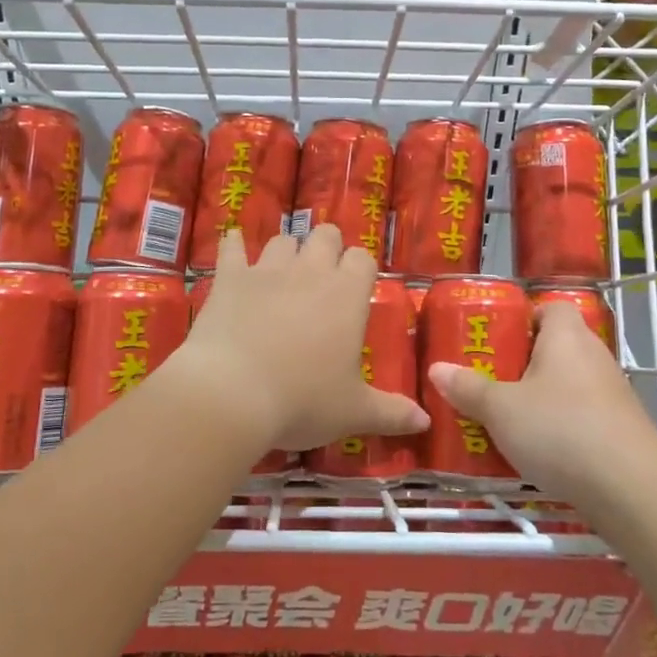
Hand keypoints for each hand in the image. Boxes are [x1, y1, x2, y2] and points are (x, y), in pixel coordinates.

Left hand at [179, 224, 429, 452]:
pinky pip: (232, 246)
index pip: (362, 259)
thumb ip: (391, 412)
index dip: (360, 268)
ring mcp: (267, 270)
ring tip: (283, 271)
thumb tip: (425, 420)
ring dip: (286, 251)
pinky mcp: (230, 277)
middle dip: (327, 247)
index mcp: (346, 295)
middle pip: (325, 236)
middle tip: (323, 275)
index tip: (356, 286)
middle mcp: (310, 271)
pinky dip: (234, 244)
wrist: (232, 394)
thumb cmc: (301, 401)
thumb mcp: (353, 412)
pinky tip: (233, 244)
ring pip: (283, 240)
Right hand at [427, 302, 656, 502]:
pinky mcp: (622, 431)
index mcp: (566, 336)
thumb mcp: (501, 409)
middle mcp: (594, 356)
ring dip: (543, 400)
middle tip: (490, 381)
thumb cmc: (560, 429)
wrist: (633, 489)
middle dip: (524, 364)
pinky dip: (563, 429)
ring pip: (569, 386)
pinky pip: (584, 418)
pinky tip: (539, 453)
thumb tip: (437, 369)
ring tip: (507, 419)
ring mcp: (613, 395)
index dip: (525, 318)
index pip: (550, 308)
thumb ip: (468, 388)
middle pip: (557, 348)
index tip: (497, 339)